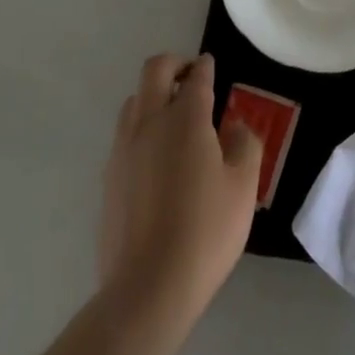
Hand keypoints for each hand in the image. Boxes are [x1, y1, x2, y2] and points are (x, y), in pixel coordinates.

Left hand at [99, 53, 260, 324]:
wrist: (147, 289)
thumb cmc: (205, 232)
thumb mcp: (243, 187)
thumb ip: (245, 144)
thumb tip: (234, 125)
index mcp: (186, 117)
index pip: (196, 76)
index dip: (206, 66)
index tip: (211, 65)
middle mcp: (150, 122)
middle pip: (155, 70)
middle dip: (174, 64)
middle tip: (190, 77)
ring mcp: (124, 149)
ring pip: (134, 100)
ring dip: (153, 95)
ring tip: (173, 116)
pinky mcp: (109, 177)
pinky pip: (124, 134)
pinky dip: (141, 127)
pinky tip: (156, 156)